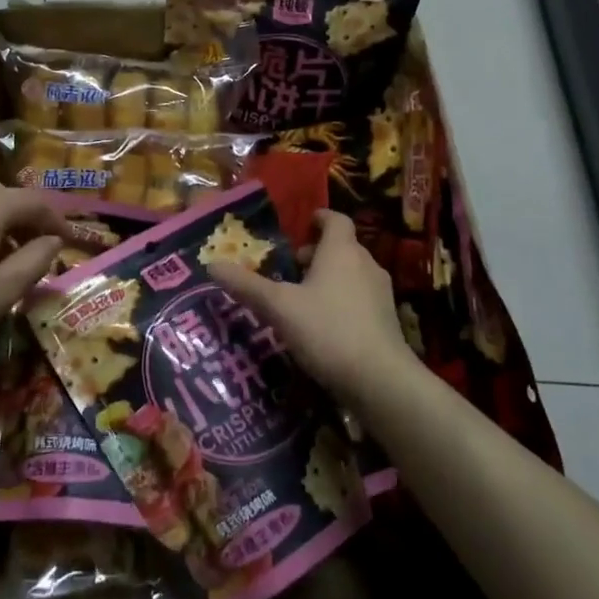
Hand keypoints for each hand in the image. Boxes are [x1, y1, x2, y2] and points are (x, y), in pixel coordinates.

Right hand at [210, 209, 413, 396]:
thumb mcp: (279, 307)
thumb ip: (246, 285)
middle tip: (290, 268)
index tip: (302, 225)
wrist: (381, 380)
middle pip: (342, 247)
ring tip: (302, 298)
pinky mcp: (387, 321)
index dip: (319, 218)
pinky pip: (360, 298)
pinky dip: (341, 300)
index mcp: (341, 250)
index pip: (336, 219)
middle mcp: (366, 264)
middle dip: (317, 253)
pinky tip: (323, 326)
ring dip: (329, 278)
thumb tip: (211, 265)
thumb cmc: (327, 330)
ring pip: (351, 273)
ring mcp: (380, 293)